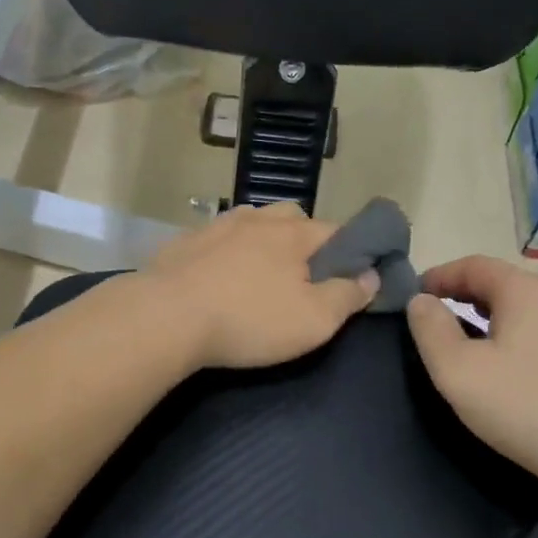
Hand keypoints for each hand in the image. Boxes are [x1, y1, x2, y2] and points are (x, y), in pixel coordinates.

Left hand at [144, 203, 380, 369]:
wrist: (165, 317)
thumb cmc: (249, 320)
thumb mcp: (314, 320)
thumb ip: (347, 295)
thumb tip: (371, 275)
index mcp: (293, 233)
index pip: (337, 230)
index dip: (352, 251)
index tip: (354, 274)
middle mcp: (257, 218)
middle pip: (292, 217)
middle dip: (304, 239)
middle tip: (303, 275)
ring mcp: (216, 226)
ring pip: (252, 223)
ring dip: (262, 241)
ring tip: (259, 274)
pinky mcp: (184, 242)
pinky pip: (217, 239)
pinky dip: (226, 252)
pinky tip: (218, 276)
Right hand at [405, 256, 537, 488]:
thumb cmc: (527, 405)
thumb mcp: (459, 370)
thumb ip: (431, 330)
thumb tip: (421, 301)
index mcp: (524, 290)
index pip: (473, 265)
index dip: (438, 276)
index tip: (412, 297)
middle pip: (499, 285)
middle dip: (460, 297)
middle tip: (431, 323)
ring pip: (520, 312)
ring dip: (485, 321)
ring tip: (460, 349)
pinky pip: (537, 336)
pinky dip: (509, 341)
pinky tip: (500, 374)